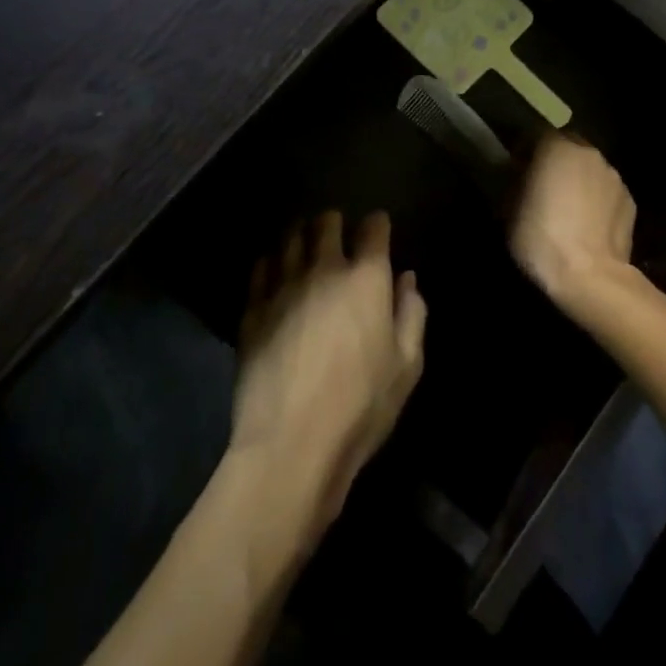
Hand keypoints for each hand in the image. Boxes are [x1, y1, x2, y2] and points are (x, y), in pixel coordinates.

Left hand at [231, 211, 426, 535]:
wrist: (291, 444)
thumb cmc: (361, 406)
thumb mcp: (407, 366)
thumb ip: (412, 314)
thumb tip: (406, 279)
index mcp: (366, 279)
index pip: (373, 230)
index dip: (377, 224)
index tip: (378, 228)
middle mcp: (324, 269)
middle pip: (326, 224)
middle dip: (334, 222)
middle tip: (336, 230)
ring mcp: (283, 286)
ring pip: (289, 238)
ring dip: (300, 233)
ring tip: (303, 239)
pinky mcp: (253, 309)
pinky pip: (261, 267)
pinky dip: (271, 260)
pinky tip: (274, 268)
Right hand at [509, 134, 637, 312]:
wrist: (590, 277)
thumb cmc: (542, 239)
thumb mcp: (509, 211)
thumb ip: (515, 183)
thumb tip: (519, 176)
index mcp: (557, 148)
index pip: (537, 134)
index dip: (526, 149)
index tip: (516, 168)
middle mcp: (589, 154)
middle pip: (569, 147)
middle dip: (556, 161)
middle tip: (543, 186)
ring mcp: (614, 177)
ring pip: (590, 169)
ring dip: (578, 179)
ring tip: (568, 208)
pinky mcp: (630, 201)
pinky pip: (607, 192)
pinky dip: (597, 200)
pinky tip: (589, 224)